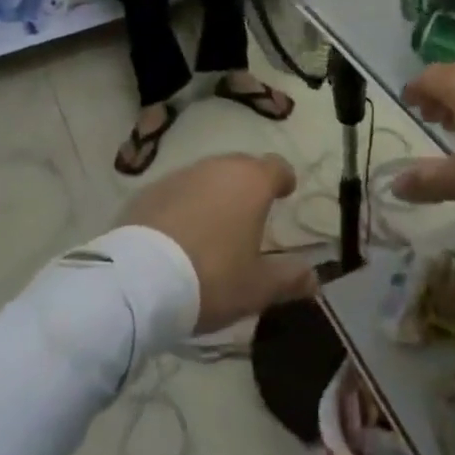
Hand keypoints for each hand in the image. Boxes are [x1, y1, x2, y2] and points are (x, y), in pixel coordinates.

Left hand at [121, 153, 317, 332]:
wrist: (139, 280)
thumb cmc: (211, 277)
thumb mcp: (257, 287)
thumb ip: (289, 279)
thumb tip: (315, 278)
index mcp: (252, 182)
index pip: (276, 166)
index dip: (283, 178)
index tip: (285, 192)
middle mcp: (219, 167)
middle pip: (241, 166)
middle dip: (249, 185)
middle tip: (250, 213)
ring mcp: (182, 175)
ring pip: (208, 177)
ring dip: (215, 193)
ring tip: (214, 225)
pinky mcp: (150, 190)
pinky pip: (178, 191)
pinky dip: (185, 204)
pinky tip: (179, 232)